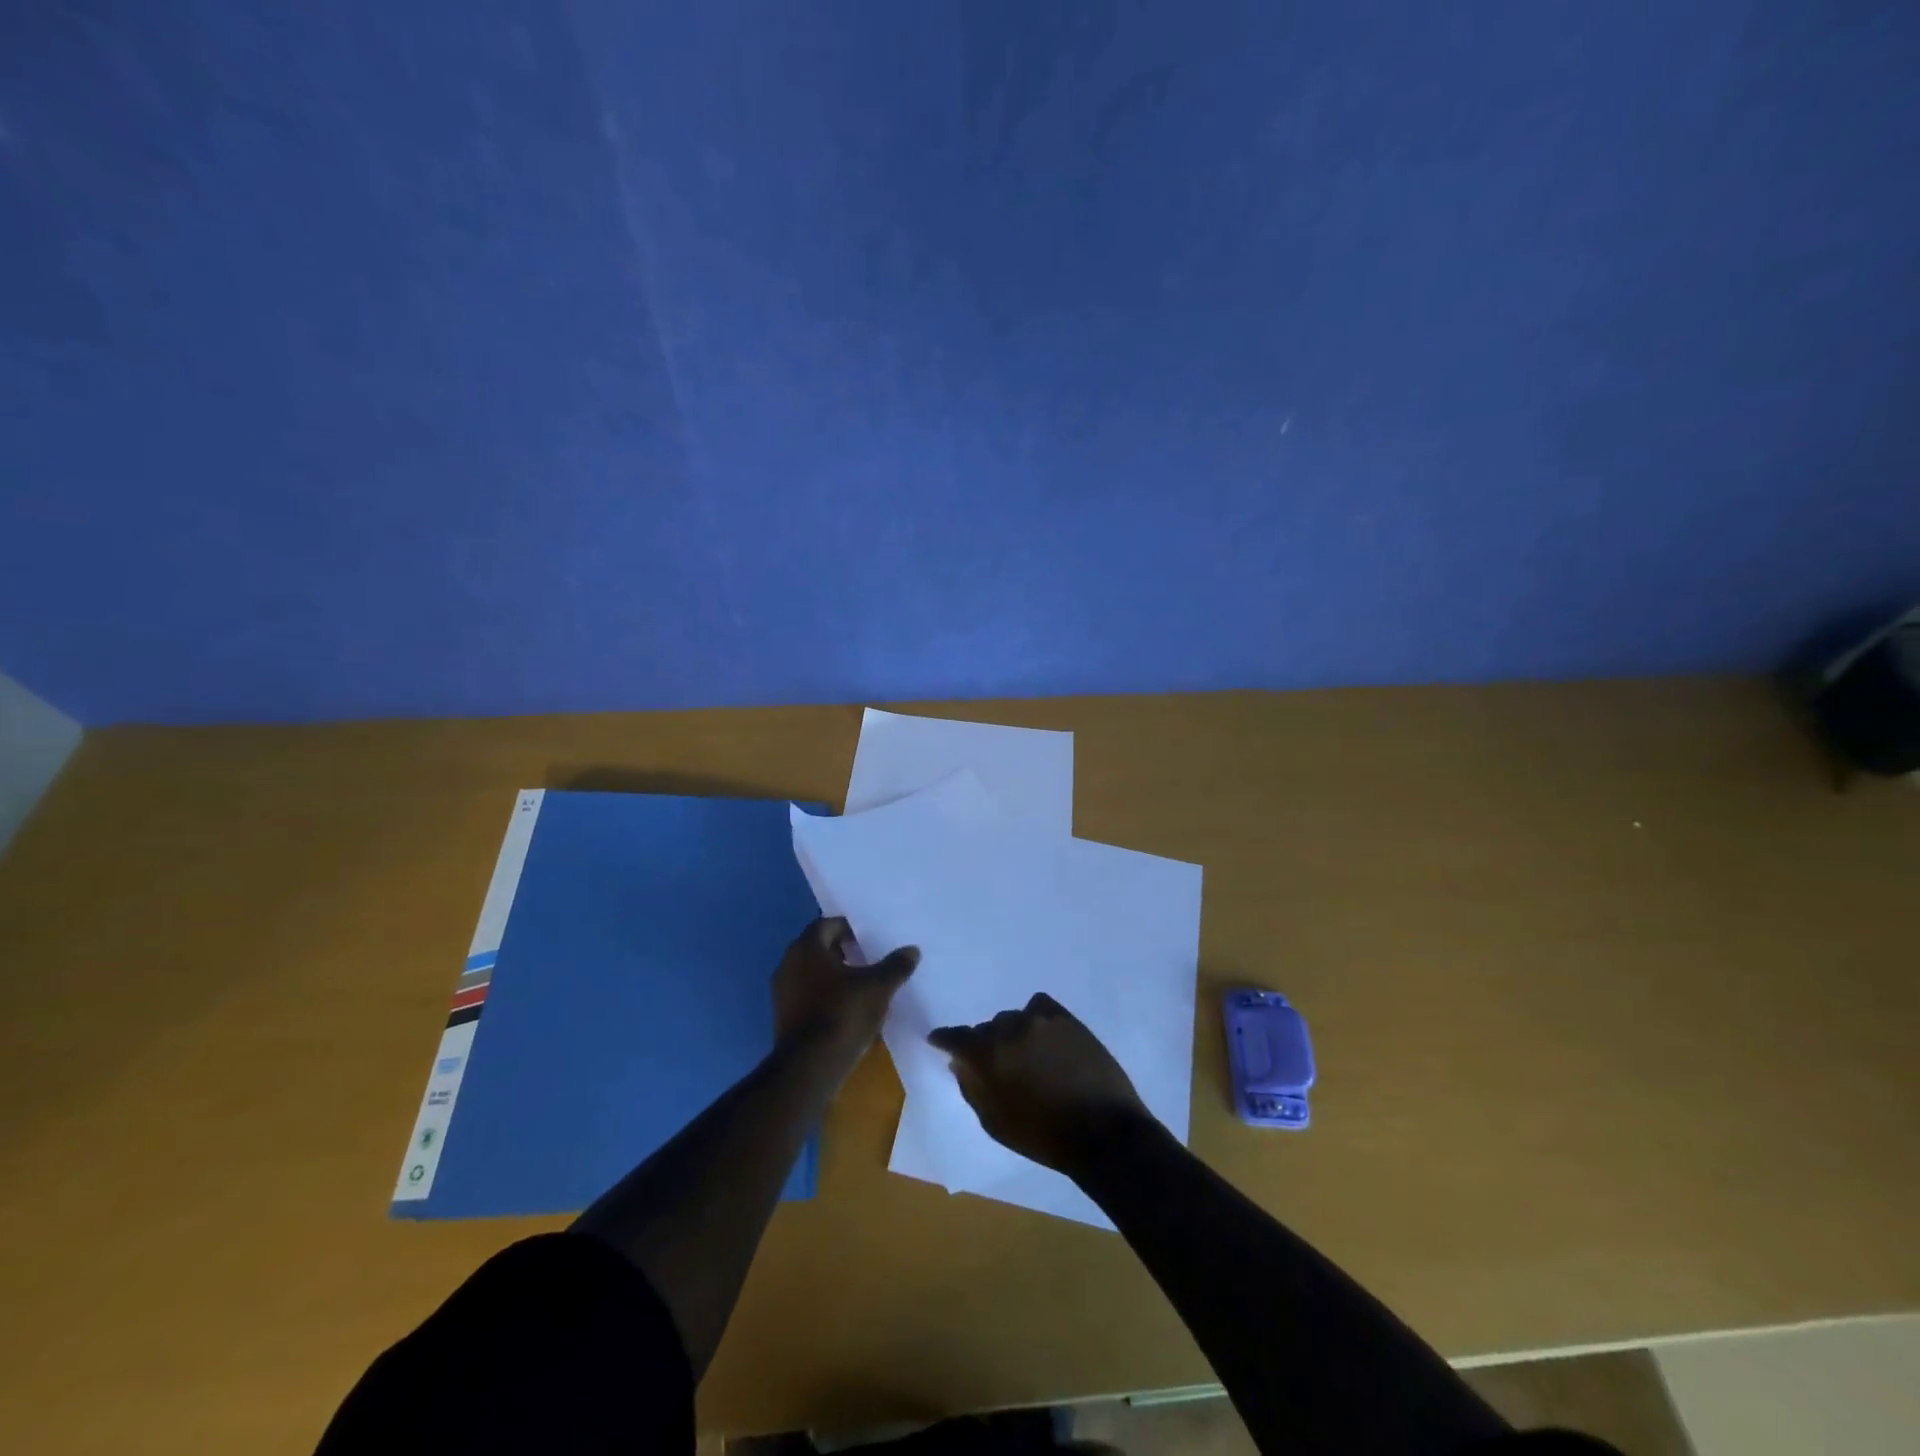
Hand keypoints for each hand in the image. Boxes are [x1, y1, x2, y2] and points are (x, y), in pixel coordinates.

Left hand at [773, 917, 917, 1060]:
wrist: (809, 1068)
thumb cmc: (842, 1015)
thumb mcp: (878, 988)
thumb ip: (895, 966)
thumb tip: (912, 950)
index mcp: (807, 948)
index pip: (827, 925)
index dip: (849, 929)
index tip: (869, 939)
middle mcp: (788, 963)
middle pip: (818, 948)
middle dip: (842, 952)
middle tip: (868, 958)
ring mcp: (782, 992)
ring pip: (812, 973)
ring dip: (834, 975)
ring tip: (862, 985)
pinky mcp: (783, 1016)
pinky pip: (807, 995)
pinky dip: (825, 995)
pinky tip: (847, 1009)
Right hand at [928, 993, 1153, 1174]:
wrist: (1102, 1131)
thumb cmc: (1043, 1136)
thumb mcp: (996, 1123)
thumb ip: (973, 1088)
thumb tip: (959, 1063)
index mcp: (988, 1054)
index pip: (956, 1037)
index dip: (945, 1039)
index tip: (939, 1041)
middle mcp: (1010, 1028)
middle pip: (988, 1029)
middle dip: (988, 1045)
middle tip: (1000, 1066)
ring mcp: (1041, 1020)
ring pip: (1014, 1018)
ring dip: (1014, 1034)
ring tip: (1028, 1055)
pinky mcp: (1067, 1018)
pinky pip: (1041, 1007)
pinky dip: (1036, 1019)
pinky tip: (1044, 1037)